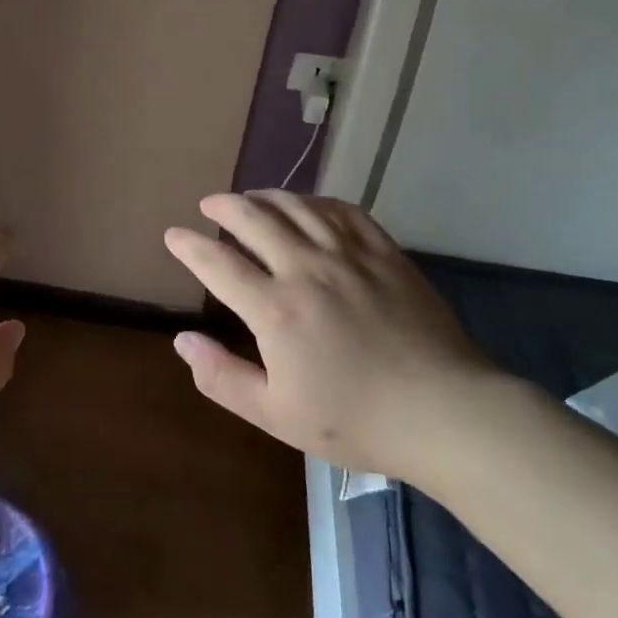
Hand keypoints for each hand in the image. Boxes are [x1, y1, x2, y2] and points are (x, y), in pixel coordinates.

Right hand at [163, 191, 500, 481]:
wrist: (445, 414)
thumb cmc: (356, 421)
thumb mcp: (276, 415)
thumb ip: (222, 377)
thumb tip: (182, 340)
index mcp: (275, 309)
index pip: (218, 263)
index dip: (189, 246)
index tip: (173, 235)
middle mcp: (306, 269)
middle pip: (254, 218)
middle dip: (224, 206)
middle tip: (209, 204)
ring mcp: (349, 256)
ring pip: (297, 207)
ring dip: (265, 196)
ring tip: (250, 197)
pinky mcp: (385, 253)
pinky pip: (343, 211)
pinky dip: (317, 201)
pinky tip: (308, 205)